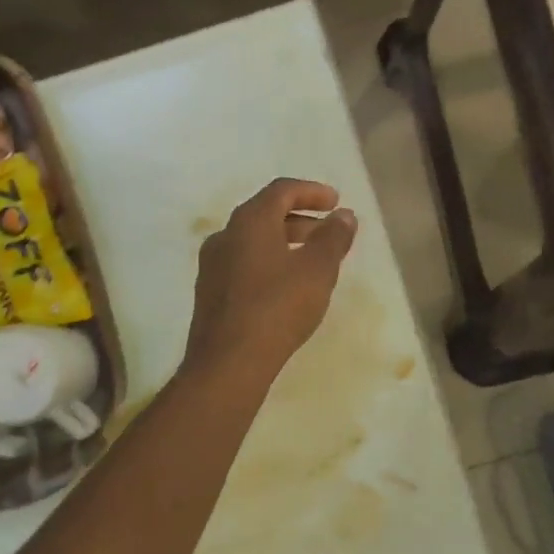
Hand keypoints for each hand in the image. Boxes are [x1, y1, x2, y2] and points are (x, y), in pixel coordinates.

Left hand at [183, 178, 357, 381]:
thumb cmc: (277, 307)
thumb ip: (333, 238)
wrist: (227, 363)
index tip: (336, 202)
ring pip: (253, 240)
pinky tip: (285, 286)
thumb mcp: (317, 270)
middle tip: (328, 231)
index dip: (312, 192)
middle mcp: (225, 235)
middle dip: (300, 218)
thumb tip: (344, 215)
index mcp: (249, 221)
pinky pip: (243, 263)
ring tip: (311, 260)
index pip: (282, 190)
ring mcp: (212, 265)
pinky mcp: (209, 292)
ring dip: (285, 241)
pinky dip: (269, 261)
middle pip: (265, 213)